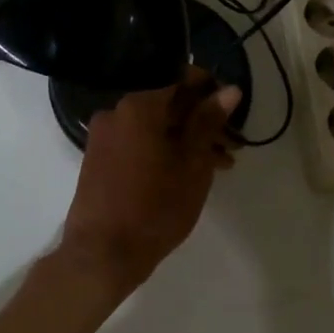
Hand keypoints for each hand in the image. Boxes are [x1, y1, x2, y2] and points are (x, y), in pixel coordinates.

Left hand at [58, 70, 239, 290]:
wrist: (102, 254)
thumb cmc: (155, 207)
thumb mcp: (192, 164)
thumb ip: (208, 122)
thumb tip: (229, 90)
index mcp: (138, 106)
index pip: (180, 78)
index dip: (211, 90)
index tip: (232, 110)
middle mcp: (116, 112)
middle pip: (168, 103)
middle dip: (202, 120)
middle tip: (233, 143)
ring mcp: (105, 136)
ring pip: (155, 126)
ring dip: (187, 138)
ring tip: (220, 165)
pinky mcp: (100, 158)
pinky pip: (139, 142)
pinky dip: (165, 149)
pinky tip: (190, 171)